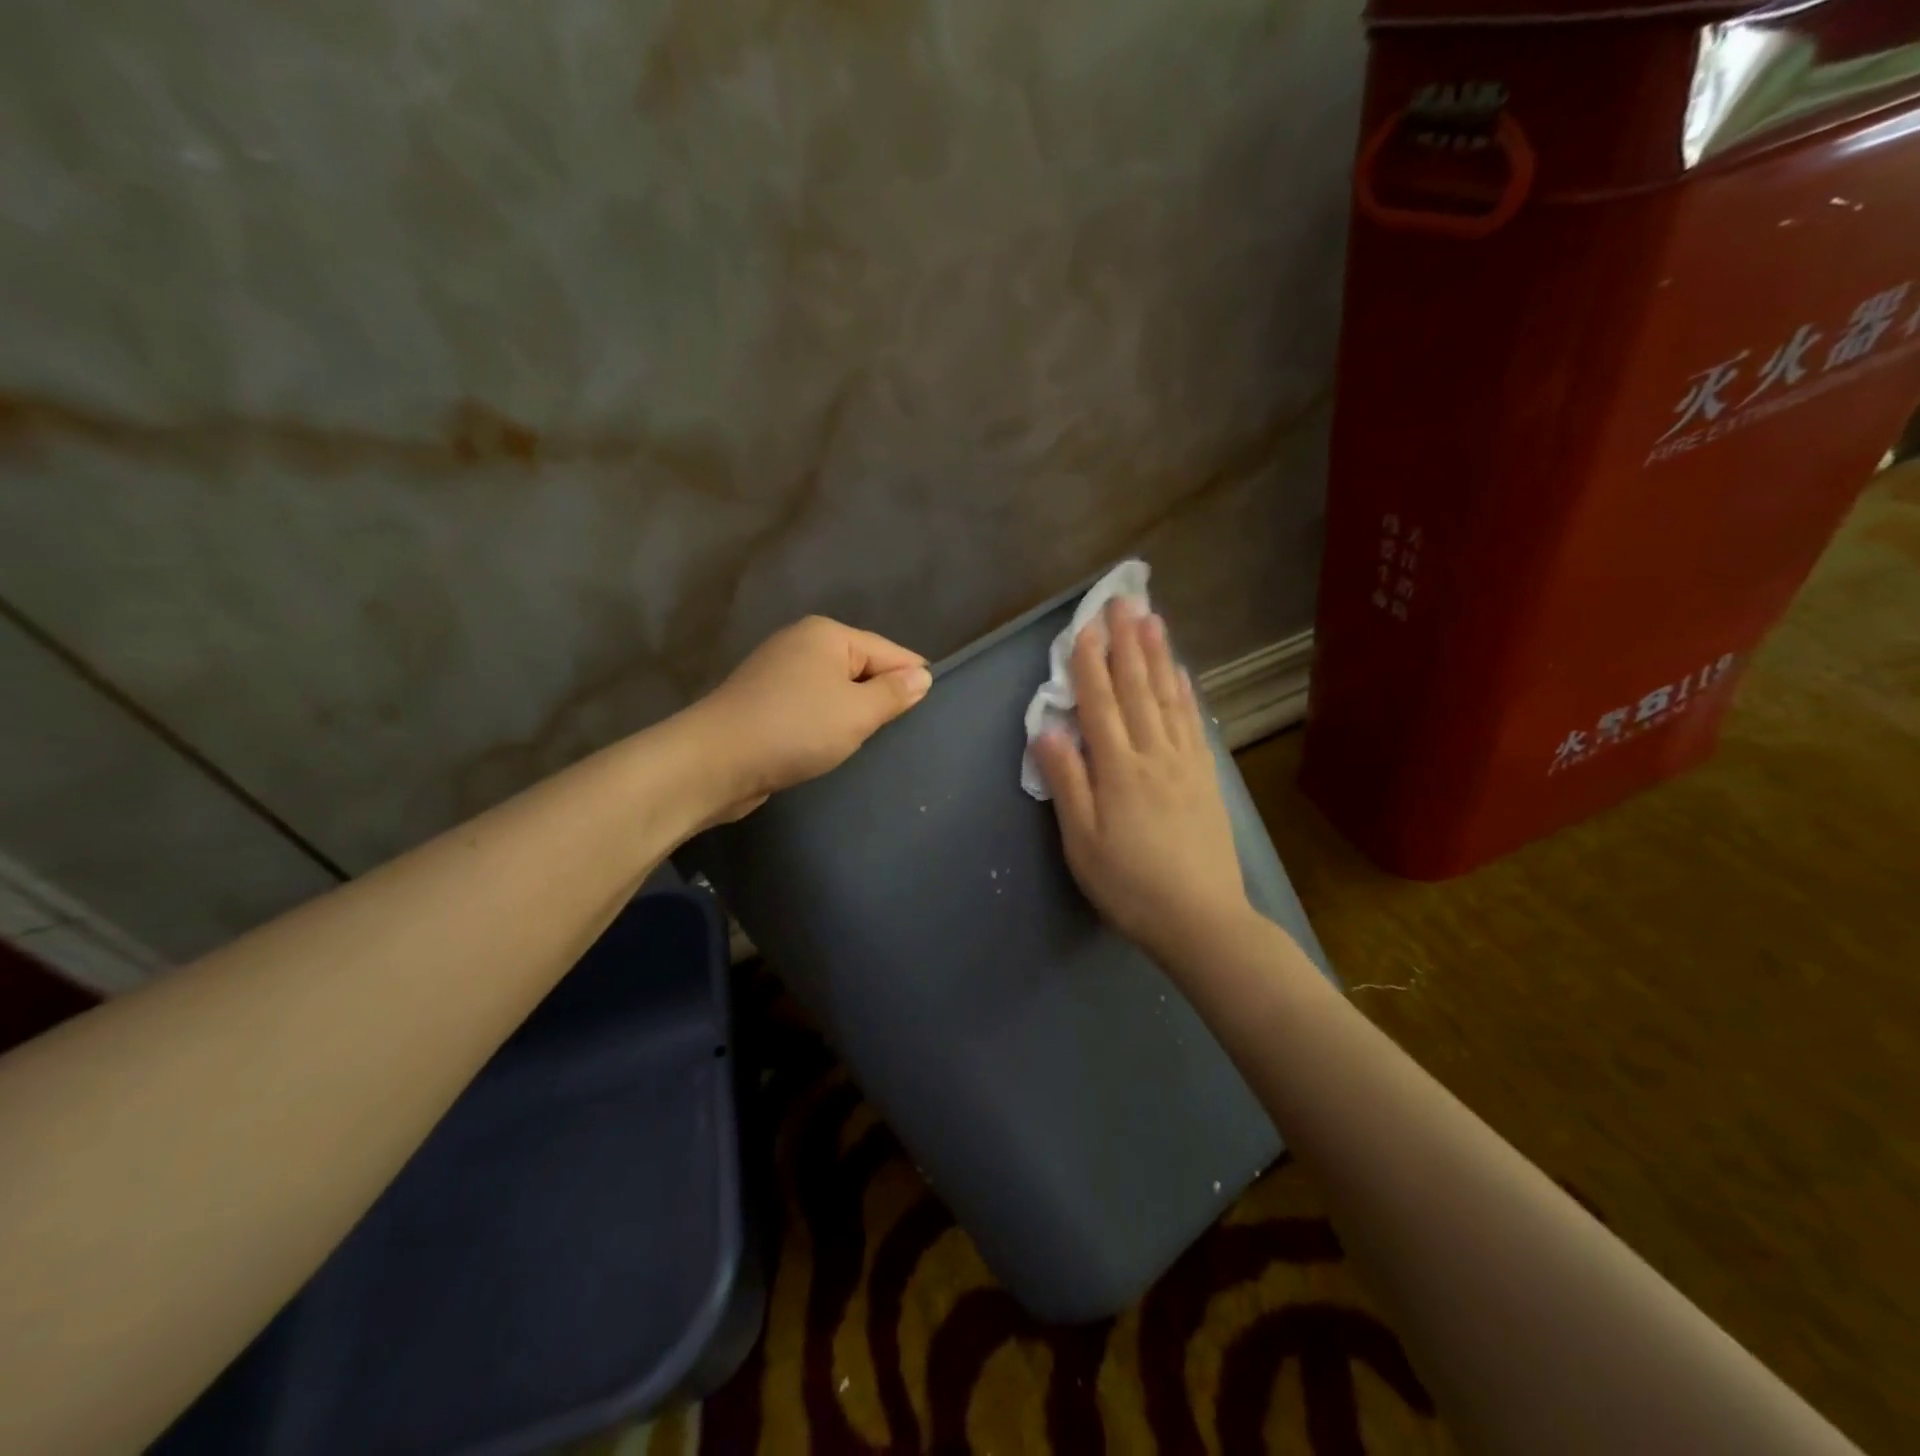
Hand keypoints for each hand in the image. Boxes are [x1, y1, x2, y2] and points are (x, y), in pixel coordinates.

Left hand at [690, 616, 931, 819]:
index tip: (929, 712)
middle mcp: (801, 643)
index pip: (888, 651)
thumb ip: (894, 693)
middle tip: (898, 734)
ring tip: (867, 743)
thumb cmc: (795, 729)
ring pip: (835, 689)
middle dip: (879, 697)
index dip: (911, 680)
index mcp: (827, 634)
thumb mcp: (857, 712)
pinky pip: (810, 706)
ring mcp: (777, 671)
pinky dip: (824, 723)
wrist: (715, 761)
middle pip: (860, 667)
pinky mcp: (763, 701)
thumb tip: (922, 676)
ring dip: (851, 713)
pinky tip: (831, 745)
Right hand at [1032, 599, 1253, 965]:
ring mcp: (1185, 763)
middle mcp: (1154, 755)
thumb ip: (1066, 783)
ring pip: (1168, 698)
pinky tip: (1182, 675)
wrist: (1201, 920)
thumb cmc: (1129, 885)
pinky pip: (1193, 722)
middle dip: (1126, 643)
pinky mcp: (1206, 777)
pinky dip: (1185, 692)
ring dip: (1159, 656)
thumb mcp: (1081, 842)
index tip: (1085, 626)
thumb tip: (1046, 730)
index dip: (1090, 664)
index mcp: (1118, 770)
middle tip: (1123, 601)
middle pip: (1138, 689)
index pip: (1100, 705)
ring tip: (1153, 620)